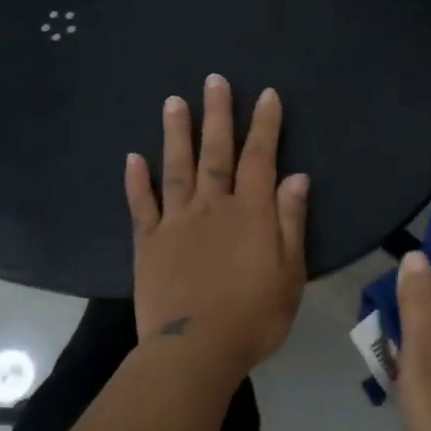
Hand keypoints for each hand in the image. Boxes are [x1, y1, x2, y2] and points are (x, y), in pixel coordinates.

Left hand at [126, 75, 310, 382]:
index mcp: (250, 213)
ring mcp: (176, 223)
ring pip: (176, 168)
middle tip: (214, 80)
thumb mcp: (289, 272)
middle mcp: (212, 207)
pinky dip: (137, 181)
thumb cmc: (254, 316)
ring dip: (176, 134)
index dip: (265, 125)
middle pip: (216, 153)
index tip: (267, 94)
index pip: (261, 158)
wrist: (196, 351)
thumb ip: (290, 222)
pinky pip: (142, 206)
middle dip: (218, 115)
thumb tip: (297, 177)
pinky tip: (133, 158)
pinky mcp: (148, 244)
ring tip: (173, 101)